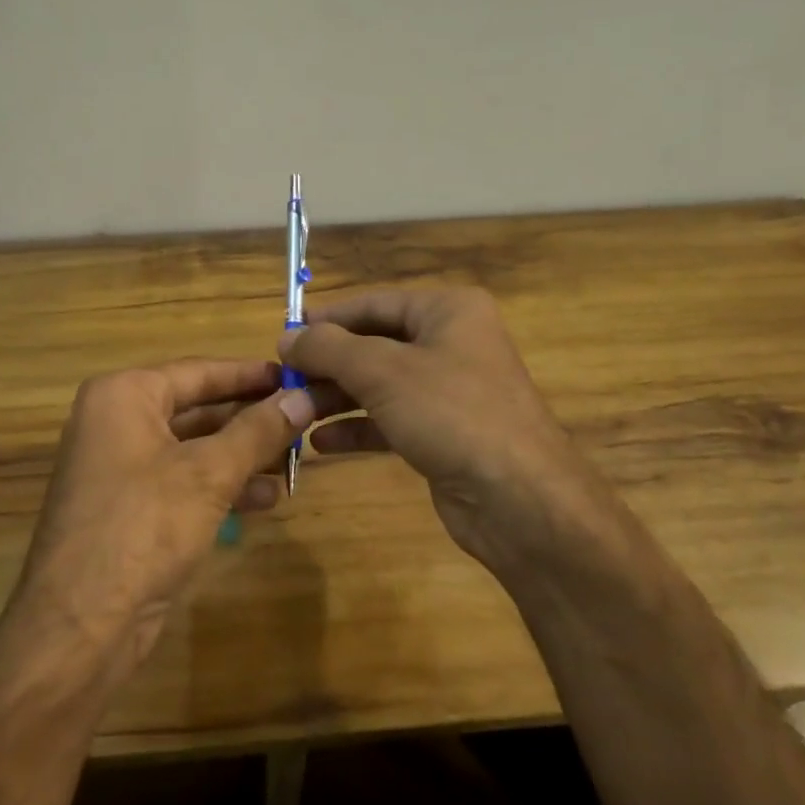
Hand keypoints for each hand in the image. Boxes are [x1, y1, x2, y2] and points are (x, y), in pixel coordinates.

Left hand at [13, 359, 318, 673]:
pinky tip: (267, 499)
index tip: (298, 376)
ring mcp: (121, 468)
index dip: (250, 374)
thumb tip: (304, 397)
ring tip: (295, 460)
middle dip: (251, 419)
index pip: (199, 371)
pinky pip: (184, 482)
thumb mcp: (209, 473)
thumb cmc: (144, 526)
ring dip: (243, 455)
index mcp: (124, 396)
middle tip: (303, 419)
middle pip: (197, 408)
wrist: (81, 624)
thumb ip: (258, 431)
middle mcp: (117, 422)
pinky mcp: (131, 508)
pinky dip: (223, 486)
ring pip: (194, 448)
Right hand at [280, 288, 612, 577]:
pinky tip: (322, 442)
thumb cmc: (452, 414)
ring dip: (337, 398)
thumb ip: (329, 349)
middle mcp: (451, 343)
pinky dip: (358, 427)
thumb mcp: (383, 372)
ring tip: (294, 413)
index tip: (284, 336)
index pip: (374, 303)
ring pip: (380, 385)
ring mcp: (449, 391)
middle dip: (328, 364)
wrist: (521, 501)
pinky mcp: (444, 433)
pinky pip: (391, 420)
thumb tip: (287, 336)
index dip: (327, 319)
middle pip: (374, 344)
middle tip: (284, 381)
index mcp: (447, 311)